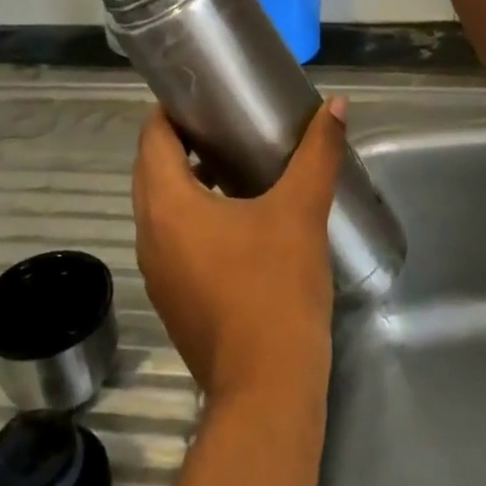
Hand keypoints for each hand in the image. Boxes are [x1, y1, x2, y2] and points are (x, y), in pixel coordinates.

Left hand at [131, 99, 347, 404]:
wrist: (267, 390)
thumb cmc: (275, 289)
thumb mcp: (300, 213)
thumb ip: (316, 155)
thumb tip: (335, 105)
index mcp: (167, 206)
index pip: (152, 138)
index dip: (171, 110)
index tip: (202, 94)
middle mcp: (149, 234)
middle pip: (151, 170)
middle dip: (179, 141)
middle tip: (222, 122)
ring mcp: (156, 271)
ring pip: (159, 207)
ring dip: (184, 180)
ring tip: (230, 162)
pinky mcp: (172, 298)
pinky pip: (170, 238)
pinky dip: (189, 215)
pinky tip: (234, 218)